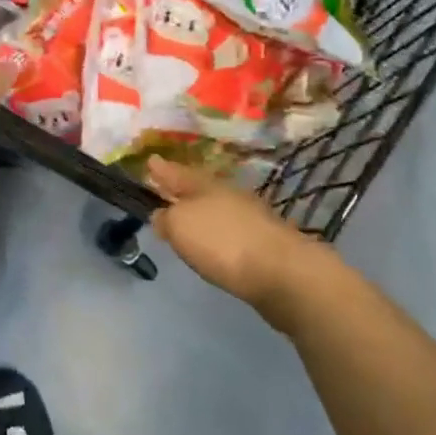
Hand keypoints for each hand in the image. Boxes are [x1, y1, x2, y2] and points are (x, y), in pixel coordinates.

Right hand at [145, 156, 325, 324]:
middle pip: (200, 188)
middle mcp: (229, 195)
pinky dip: (220, 232)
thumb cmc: (223, 242)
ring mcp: (251, 218)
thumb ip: (166, 218)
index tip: (151, 161)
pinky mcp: (265, 243)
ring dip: (203, 211)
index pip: (177, 173)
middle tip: (167, 188)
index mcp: (205, 185)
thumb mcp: (180, 226)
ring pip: (218, 208)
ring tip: (188, 217)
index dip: (162, 170)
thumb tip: (162, 215)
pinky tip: (216, 243)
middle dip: (184, 189)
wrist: (284, 273)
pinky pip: (232, 230)